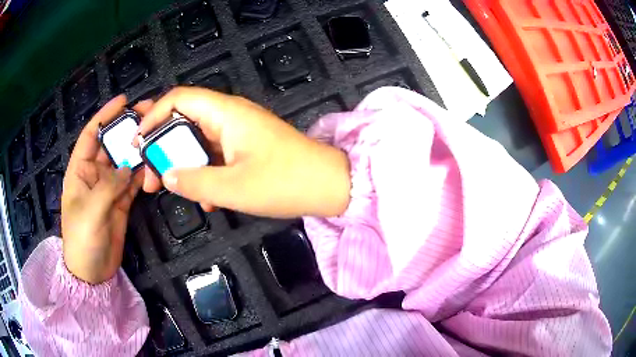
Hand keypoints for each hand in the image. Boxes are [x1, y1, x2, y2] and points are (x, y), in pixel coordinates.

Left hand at [61, 96, 150, 283]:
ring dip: (137, 150)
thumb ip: (109, 186)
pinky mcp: (121, 202)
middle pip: (110, 145)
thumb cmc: (82, 239)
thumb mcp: (91, 211)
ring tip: (155, 136)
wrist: (92, 272)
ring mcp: (109, 189)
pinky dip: (142, 174)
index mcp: (79, 171)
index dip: (104, 116)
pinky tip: (153, 165)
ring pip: (123, 162)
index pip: (91, 135)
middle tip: (148, 115)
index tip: (123, 101)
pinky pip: (132, 182)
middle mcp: (94, 175)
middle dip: (126, 130)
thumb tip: (127, 167)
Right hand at [137, 87, 350, 217]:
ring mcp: (238, 132)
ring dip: (180, 163)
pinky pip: (214, 155)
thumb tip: (166, 175)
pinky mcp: (246, 148)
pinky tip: (204, 199)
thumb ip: (194, 181)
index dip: (153, 117)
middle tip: (148, 176)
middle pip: (183, 121)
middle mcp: (230, 116)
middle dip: (162, 147)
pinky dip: (203, 172)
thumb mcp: (233, 188)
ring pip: (197, 141)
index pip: (179, 99)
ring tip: (166, 188)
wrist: (329, 186)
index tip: (138, 143)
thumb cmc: (285, 183)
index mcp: (226, 113)